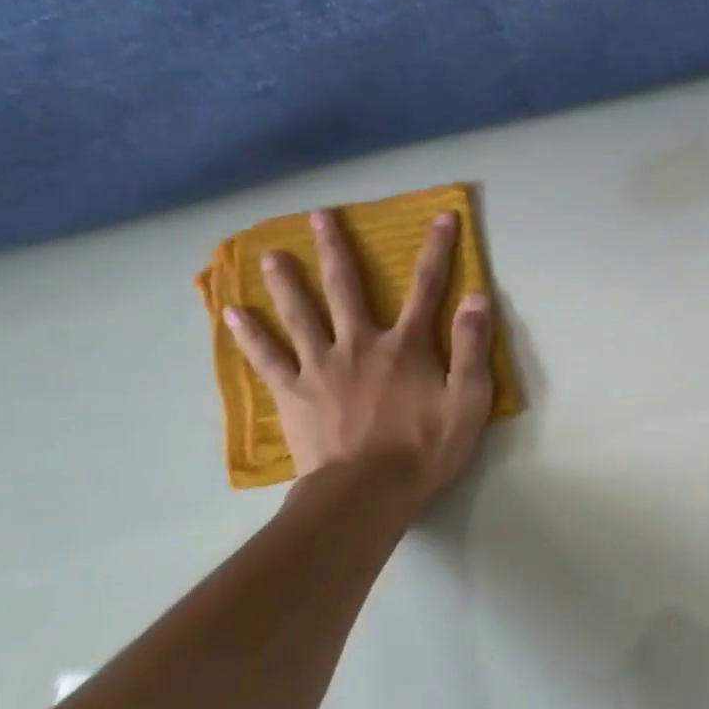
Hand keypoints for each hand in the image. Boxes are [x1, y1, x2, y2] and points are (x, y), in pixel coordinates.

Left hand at [223, 209, 493, 513]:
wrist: (367, 493)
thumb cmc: (424, 449)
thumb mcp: (468, 401)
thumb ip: (471, 347)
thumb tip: (476, 297)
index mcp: (405, 346)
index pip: (426, 287)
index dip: (438, 250)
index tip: (442, 216)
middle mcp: (359, 344)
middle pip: (346, 288)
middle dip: (337, 248)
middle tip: (320, 215)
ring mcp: (320, 367)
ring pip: (300, 314)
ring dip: (286, 281)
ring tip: (269, 254)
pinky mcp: (293, 394)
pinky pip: (267, 358)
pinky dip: (249, 335)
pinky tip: (232, 313)